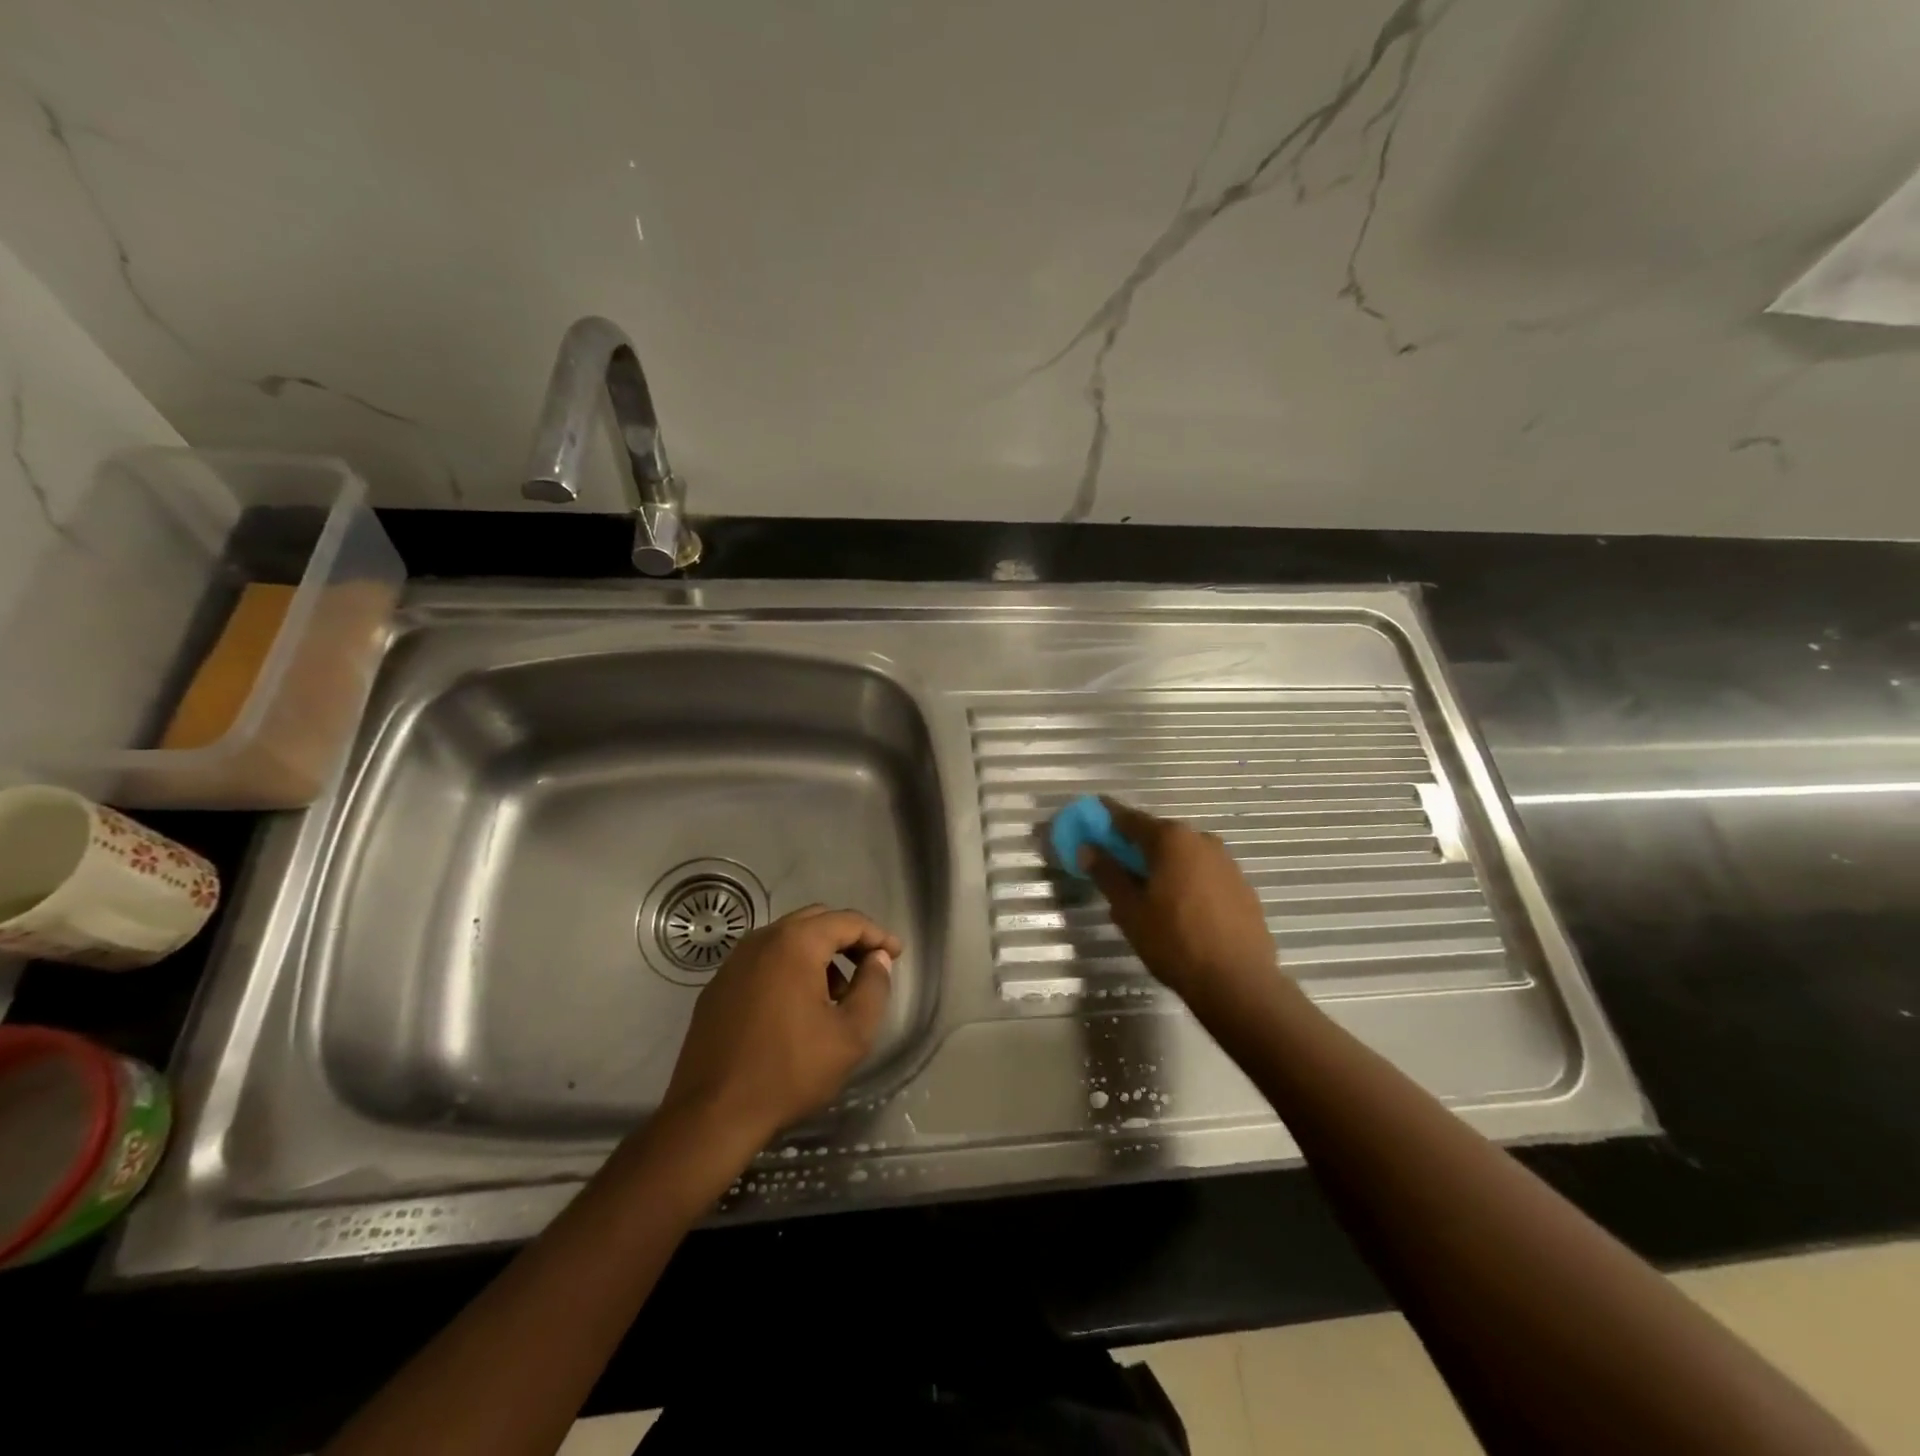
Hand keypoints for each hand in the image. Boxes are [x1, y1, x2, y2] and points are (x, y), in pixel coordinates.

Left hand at [659, 905, 901, 1144]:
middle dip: (847, 939)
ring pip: (787, 940)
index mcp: (795, 943)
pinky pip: (764, 961)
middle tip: (869, 966)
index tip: (896, 954)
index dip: (876, 934)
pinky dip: (789, 968)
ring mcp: (734, 961)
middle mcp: (761, 939)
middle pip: (815, 921)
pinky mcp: (718, 986)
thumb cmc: (789, 1071)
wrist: (712, 1115)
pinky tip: (797, 1007)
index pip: (846, 921)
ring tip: (836, 993)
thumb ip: (873, 988)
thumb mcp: (850, 1035)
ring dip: (817, 954)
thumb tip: (878, 960)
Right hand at [1083, 798, 1278, 1012]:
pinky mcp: (1242, 887)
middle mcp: (1201, 840)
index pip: (1129, 819)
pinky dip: (1185, 881)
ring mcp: (1226, 863)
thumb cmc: (1174, 941)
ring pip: (1183, 856)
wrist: (1238, 982)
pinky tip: (1178, 909)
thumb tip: (1087, 848)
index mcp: (1171, 839)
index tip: (1090, 823)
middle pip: (1158, 836)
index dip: (1106, 820)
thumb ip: (1107, 873)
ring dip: (1162, 866)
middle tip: (1115, 868)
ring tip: (1146, 895)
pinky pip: (1203, 874)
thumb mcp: (1129, 910)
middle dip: (1135, 848)